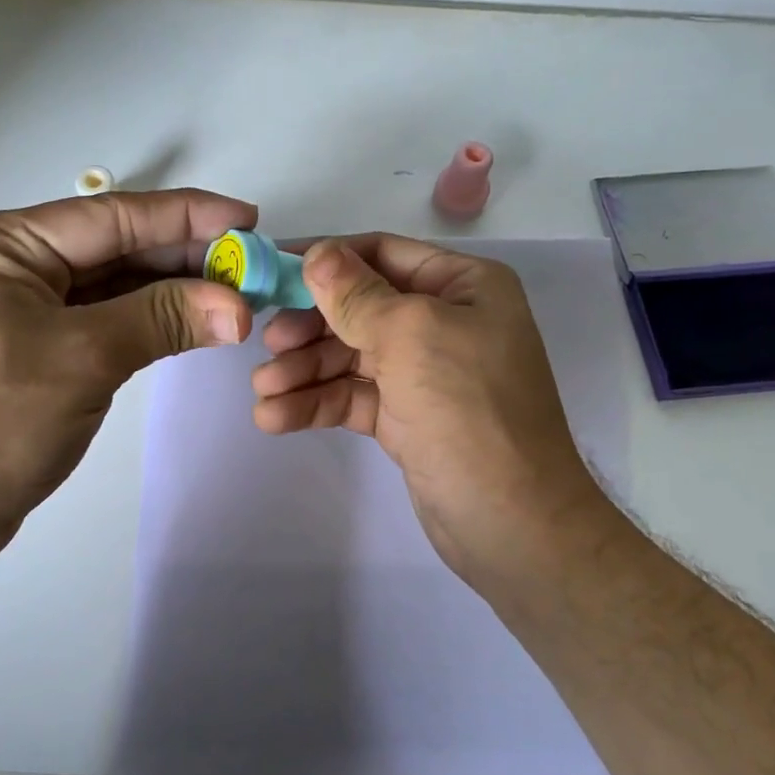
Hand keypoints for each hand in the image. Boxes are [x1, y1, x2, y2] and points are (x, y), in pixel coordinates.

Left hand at [0, 190, 256, 550]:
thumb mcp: (84, 359)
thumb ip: (163, 319)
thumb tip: (240, 306)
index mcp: (0, 245)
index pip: (110, 217)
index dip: (186, 216)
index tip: (247, 219)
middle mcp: (7, 264)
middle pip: (113, 247)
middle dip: (184, 256)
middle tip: (250, 264)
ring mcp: (18, 307)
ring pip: (111, 284)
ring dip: (172, 289)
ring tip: (234, 291)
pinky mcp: (33, 345)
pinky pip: (101, 317)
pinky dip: (147, 318)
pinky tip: (192, 318)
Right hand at [251, 235, 607, 589]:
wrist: (511, 522)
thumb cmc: (468, 409)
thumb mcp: (411, 335)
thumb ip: (357, 294)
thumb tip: (317, 253)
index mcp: (463, 285)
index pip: (382, 254)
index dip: (326, 259)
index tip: (271, 271)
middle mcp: (446, 321)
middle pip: (360, 308)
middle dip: (311, 325)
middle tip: (268, 343)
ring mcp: (425, 372)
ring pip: (351, 356)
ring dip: (304, 370)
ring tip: (264, 390)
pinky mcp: (407, 417)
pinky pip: (354, 396)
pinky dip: (316, 403)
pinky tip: (275, 417)